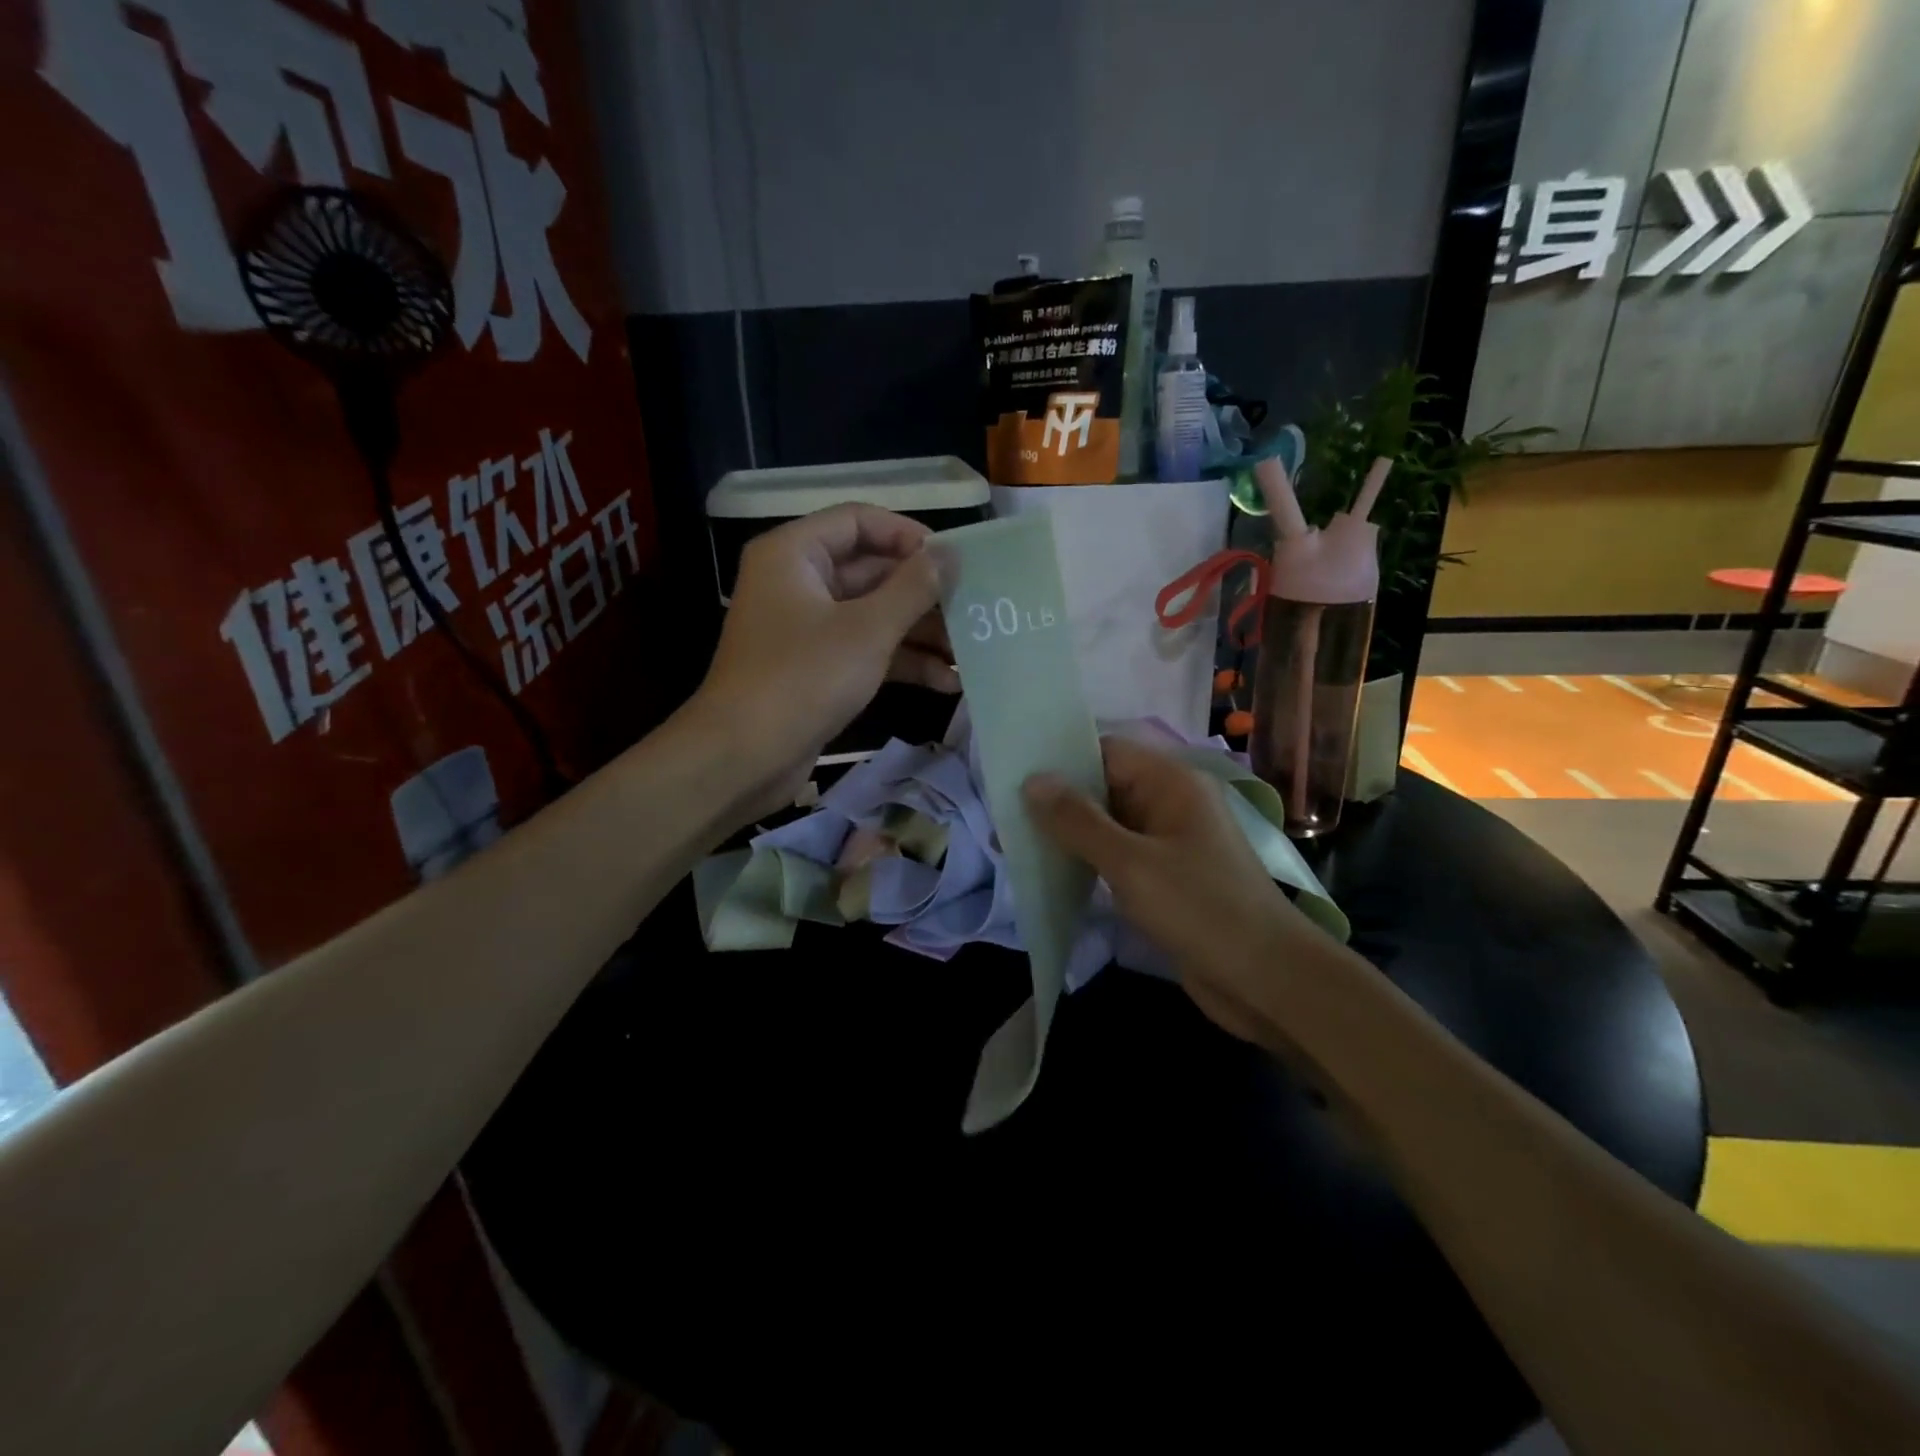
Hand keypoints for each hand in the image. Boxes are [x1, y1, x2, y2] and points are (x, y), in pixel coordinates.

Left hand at [694, 505, 956, 817]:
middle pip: (871, 571)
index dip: (908, 535)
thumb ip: (914, 587)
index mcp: (795, 554)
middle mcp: (798, 582)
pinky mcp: (817, 667)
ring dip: (920, 633)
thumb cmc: (803, 678)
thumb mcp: (867, 629)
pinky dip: (902, 662)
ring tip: (969, 653)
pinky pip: (866, 649)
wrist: (745, 757)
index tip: (953, 561)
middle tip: (973, 610)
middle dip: (924, 594)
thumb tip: (950, 553)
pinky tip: (946, 682)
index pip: (859, 520)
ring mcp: (807, 627)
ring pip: (873, 615)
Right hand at [1024, 735, 1320, 1040]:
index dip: (1062, 760)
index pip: (1106, 751)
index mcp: (1171, 783)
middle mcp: (1172, 804)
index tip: (1013, 777)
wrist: (1268, 981)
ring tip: (1019, 846)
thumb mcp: (1131, 863)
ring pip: (1110, 825)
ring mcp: (1171, 843)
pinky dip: (1090, 861)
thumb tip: (1032, 780)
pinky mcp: (1168, 879)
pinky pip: (1120, 857)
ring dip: (1070, 835)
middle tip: (1005, 818)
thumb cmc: (1201, 910)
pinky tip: (1056, 875)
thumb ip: (1078, 821)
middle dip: (1059, 802)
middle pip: (1105, 787)